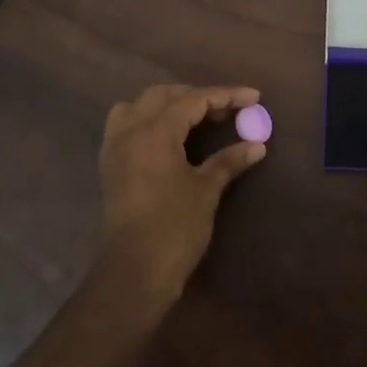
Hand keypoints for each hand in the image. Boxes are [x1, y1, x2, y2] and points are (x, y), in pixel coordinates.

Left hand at [98, 83, 265, 307]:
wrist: (134, 271)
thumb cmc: (174, 227)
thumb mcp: (206, 190)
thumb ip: (229, 160)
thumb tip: (257, 144)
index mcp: (155, 131)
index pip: (195, 100)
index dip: (226, 95)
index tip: (253, 97)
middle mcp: (130, 130)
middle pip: (165, 95)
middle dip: (198, 97)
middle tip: (228, 110)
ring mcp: (115, 146)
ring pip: (140, 105)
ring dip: (168, 104)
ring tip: (195, 117)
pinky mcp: (109, 164)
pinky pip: (125, 124)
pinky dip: (147, 119)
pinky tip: (168, 136)